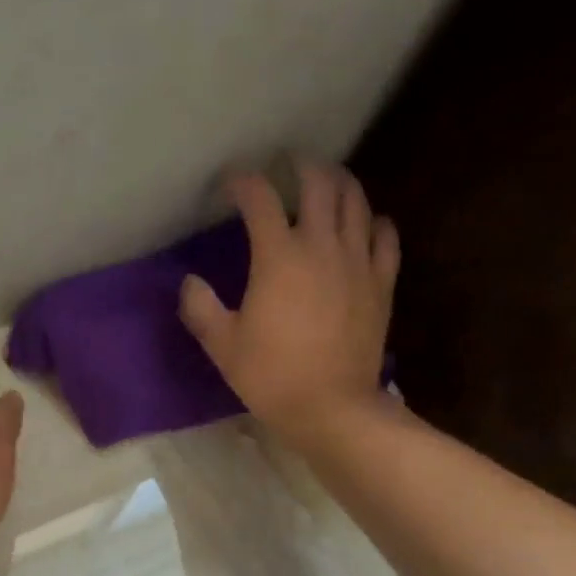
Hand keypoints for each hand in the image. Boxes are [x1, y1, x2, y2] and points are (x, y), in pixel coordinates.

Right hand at [180, 161, 400, 446]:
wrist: (331, 407)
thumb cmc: (271, 377)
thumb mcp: (223, 347)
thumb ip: (201, 308)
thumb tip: (189, 282)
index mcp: (279, 257)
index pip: (260, 199)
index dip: (243, 182)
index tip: (231, 184)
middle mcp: (322, 245)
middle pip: (319, 183)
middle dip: (300, 167)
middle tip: (288, 167)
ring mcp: (358, 261)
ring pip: (356, 201)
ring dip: (340, 184)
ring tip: (328, 183)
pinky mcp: (382, 282)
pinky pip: (385, 237)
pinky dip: (374, 223)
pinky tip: (366, 226)